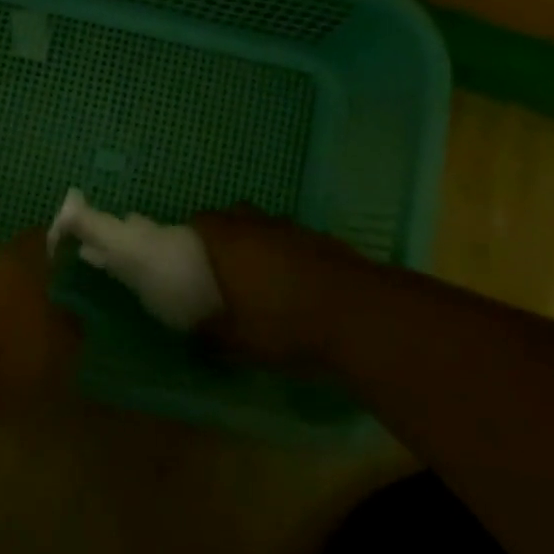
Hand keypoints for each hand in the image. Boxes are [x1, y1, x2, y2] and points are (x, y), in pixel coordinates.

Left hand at [0, 230, 80, 410]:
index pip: (40, 239)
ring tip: (17, 332)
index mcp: (19, 260)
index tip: (67, 260)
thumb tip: (69, 316)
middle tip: (45, 303)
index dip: (54, 247)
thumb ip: (68, 327)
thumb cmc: (9, 352)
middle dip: (25, 281)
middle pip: (10, 264)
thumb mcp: (58, 347)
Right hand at [190, 208, 380, 372]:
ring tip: (263, 273)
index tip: (191, 252)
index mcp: (230, 241)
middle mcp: (261, 227)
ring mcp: (297, 231)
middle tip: (224, 259)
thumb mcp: (240, 341)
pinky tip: (299, 282)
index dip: (194, 231)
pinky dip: (292, 253)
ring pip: (270, 225)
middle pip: (236, 213)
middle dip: (228, 228)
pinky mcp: (328, 242)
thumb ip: (212, 334)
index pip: (202, 219)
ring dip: (263, 240)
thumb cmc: (286, 324)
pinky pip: (298, 240)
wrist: (362, 317)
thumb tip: (195, 333)